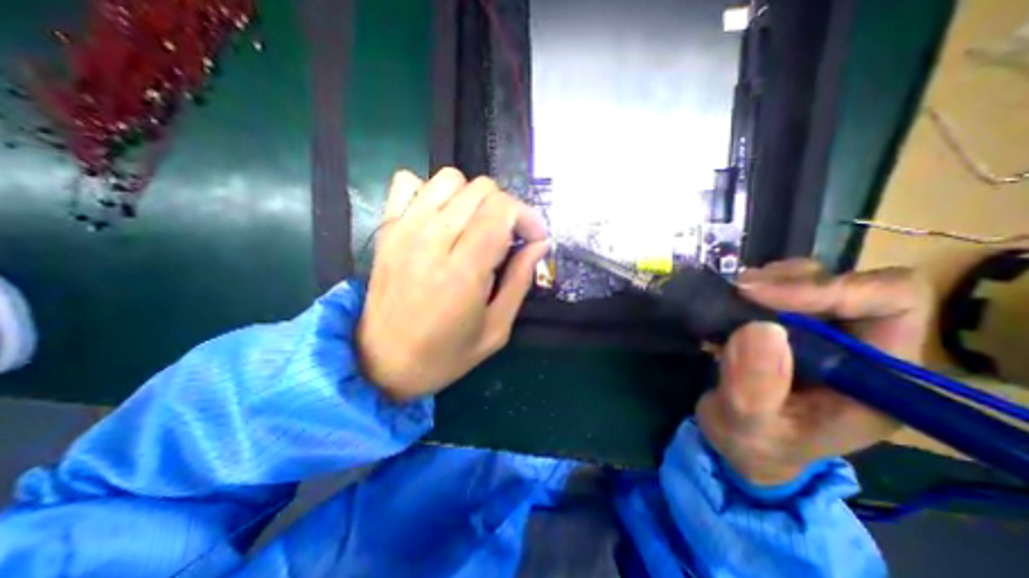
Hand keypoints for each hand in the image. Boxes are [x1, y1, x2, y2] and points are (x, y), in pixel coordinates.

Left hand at [359, 168, 550, 399]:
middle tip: (509, 237)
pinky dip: (431, 192)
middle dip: (506, 208)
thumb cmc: (445, 355)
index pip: (502, 210)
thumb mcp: (496, 329)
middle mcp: (431, 241)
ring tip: (477, 226)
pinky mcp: (386, 230)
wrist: (382, 364)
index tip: (534, 239)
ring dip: (473, 198)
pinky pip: (407, 182)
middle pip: (480, 189)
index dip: (527, 217)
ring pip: (449, 179)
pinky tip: (441, 219)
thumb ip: (520, 281)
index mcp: (463, 271)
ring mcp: (404, 231)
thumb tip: (539, 245)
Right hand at [696, 259, 937, 485]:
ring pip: (812, 278)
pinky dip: (754, 287)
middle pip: (849, 284)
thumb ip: (754, 388)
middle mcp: (859, 347)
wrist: (739, 441)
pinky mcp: (790, 325)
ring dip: (769, 281)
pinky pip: (780, 286)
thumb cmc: (753, 443)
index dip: (831, 290)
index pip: (890, 305)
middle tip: (738, 293)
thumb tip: (760, 328)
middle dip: (790, 282)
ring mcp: (823, 332)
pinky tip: (730, 305)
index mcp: (874, 379)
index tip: (760, 297)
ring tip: (732, 299)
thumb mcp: (749, 425)